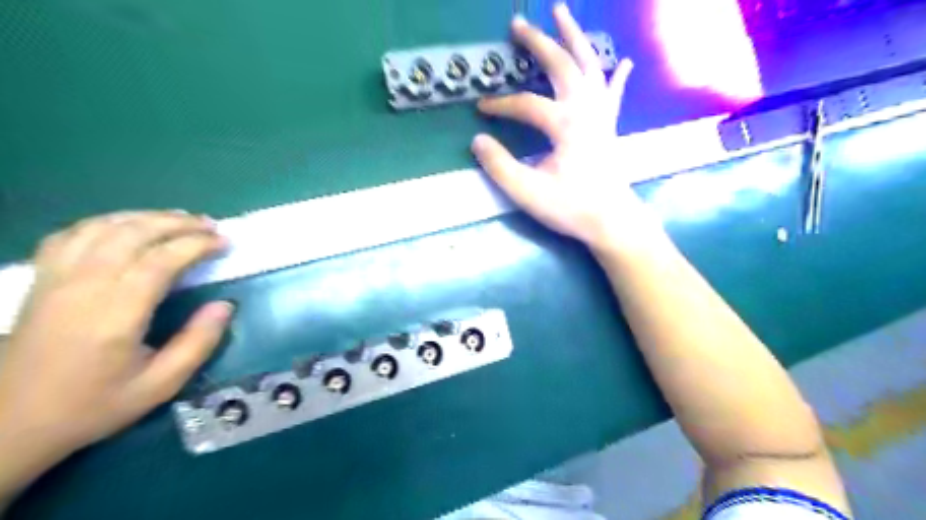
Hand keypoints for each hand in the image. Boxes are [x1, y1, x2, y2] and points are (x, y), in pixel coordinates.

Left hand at [1, 210, 231, 483]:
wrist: (9, 425)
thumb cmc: (93, 405)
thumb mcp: (159, 386)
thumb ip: (197, 343)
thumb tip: (225, 306)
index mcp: (115, 315)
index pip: (160, 260)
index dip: (197, 245)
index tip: (225, 243)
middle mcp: (83, 288)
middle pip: (133, 234)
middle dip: (179, 224)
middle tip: (211, 226)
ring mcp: (56, 280)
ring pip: (103, 227)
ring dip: (147, 217)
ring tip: (180, 219)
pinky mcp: (41, 280)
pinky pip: (72, 234)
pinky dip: (107, 222)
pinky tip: (127, 227)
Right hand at [474, 1, 661, 250]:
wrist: (612, 221)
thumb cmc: (570, 208)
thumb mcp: (527, 191)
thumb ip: (499, 165)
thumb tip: (477, 139)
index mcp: (566, 124)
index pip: (526, 104)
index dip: (501, 104)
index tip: (481, 109)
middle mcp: (586, 109)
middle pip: (562, 65)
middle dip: (538, 42)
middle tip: (518, 24)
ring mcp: (602, 114)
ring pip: (590, 66)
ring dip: (575, 38)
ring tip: (563, 13)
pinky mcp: (610, 125)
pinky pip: (614, 92)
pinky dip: (617, 75)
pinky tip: (624, 62)